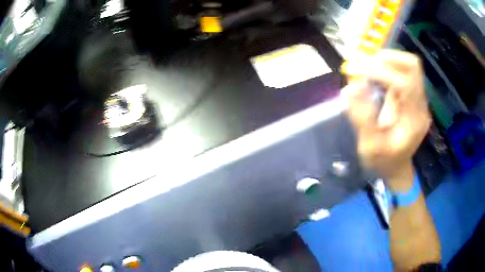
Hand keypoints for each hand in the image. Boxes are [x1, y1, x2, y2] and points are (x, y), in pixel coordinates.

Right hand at [342, 50, 430, 187]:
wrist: (397, 167)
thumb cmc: (384, 161)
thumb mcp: (370, 147)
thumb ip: (362, 118)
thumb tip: (351, 87)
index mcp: (414, 120)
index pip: (405, 83)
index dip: (382, 72)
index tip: (359, 72)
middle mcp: (421, 105)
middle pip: (412, 66)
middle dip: (387, 58)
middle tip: (365, 64)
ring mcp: (418, 99)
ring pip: (408, 65)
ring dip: (386, 60)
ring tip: (367, 66)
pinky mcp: (412, 95)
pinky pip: (403, 71)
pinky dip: (387, 66)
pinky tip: (374, 73)